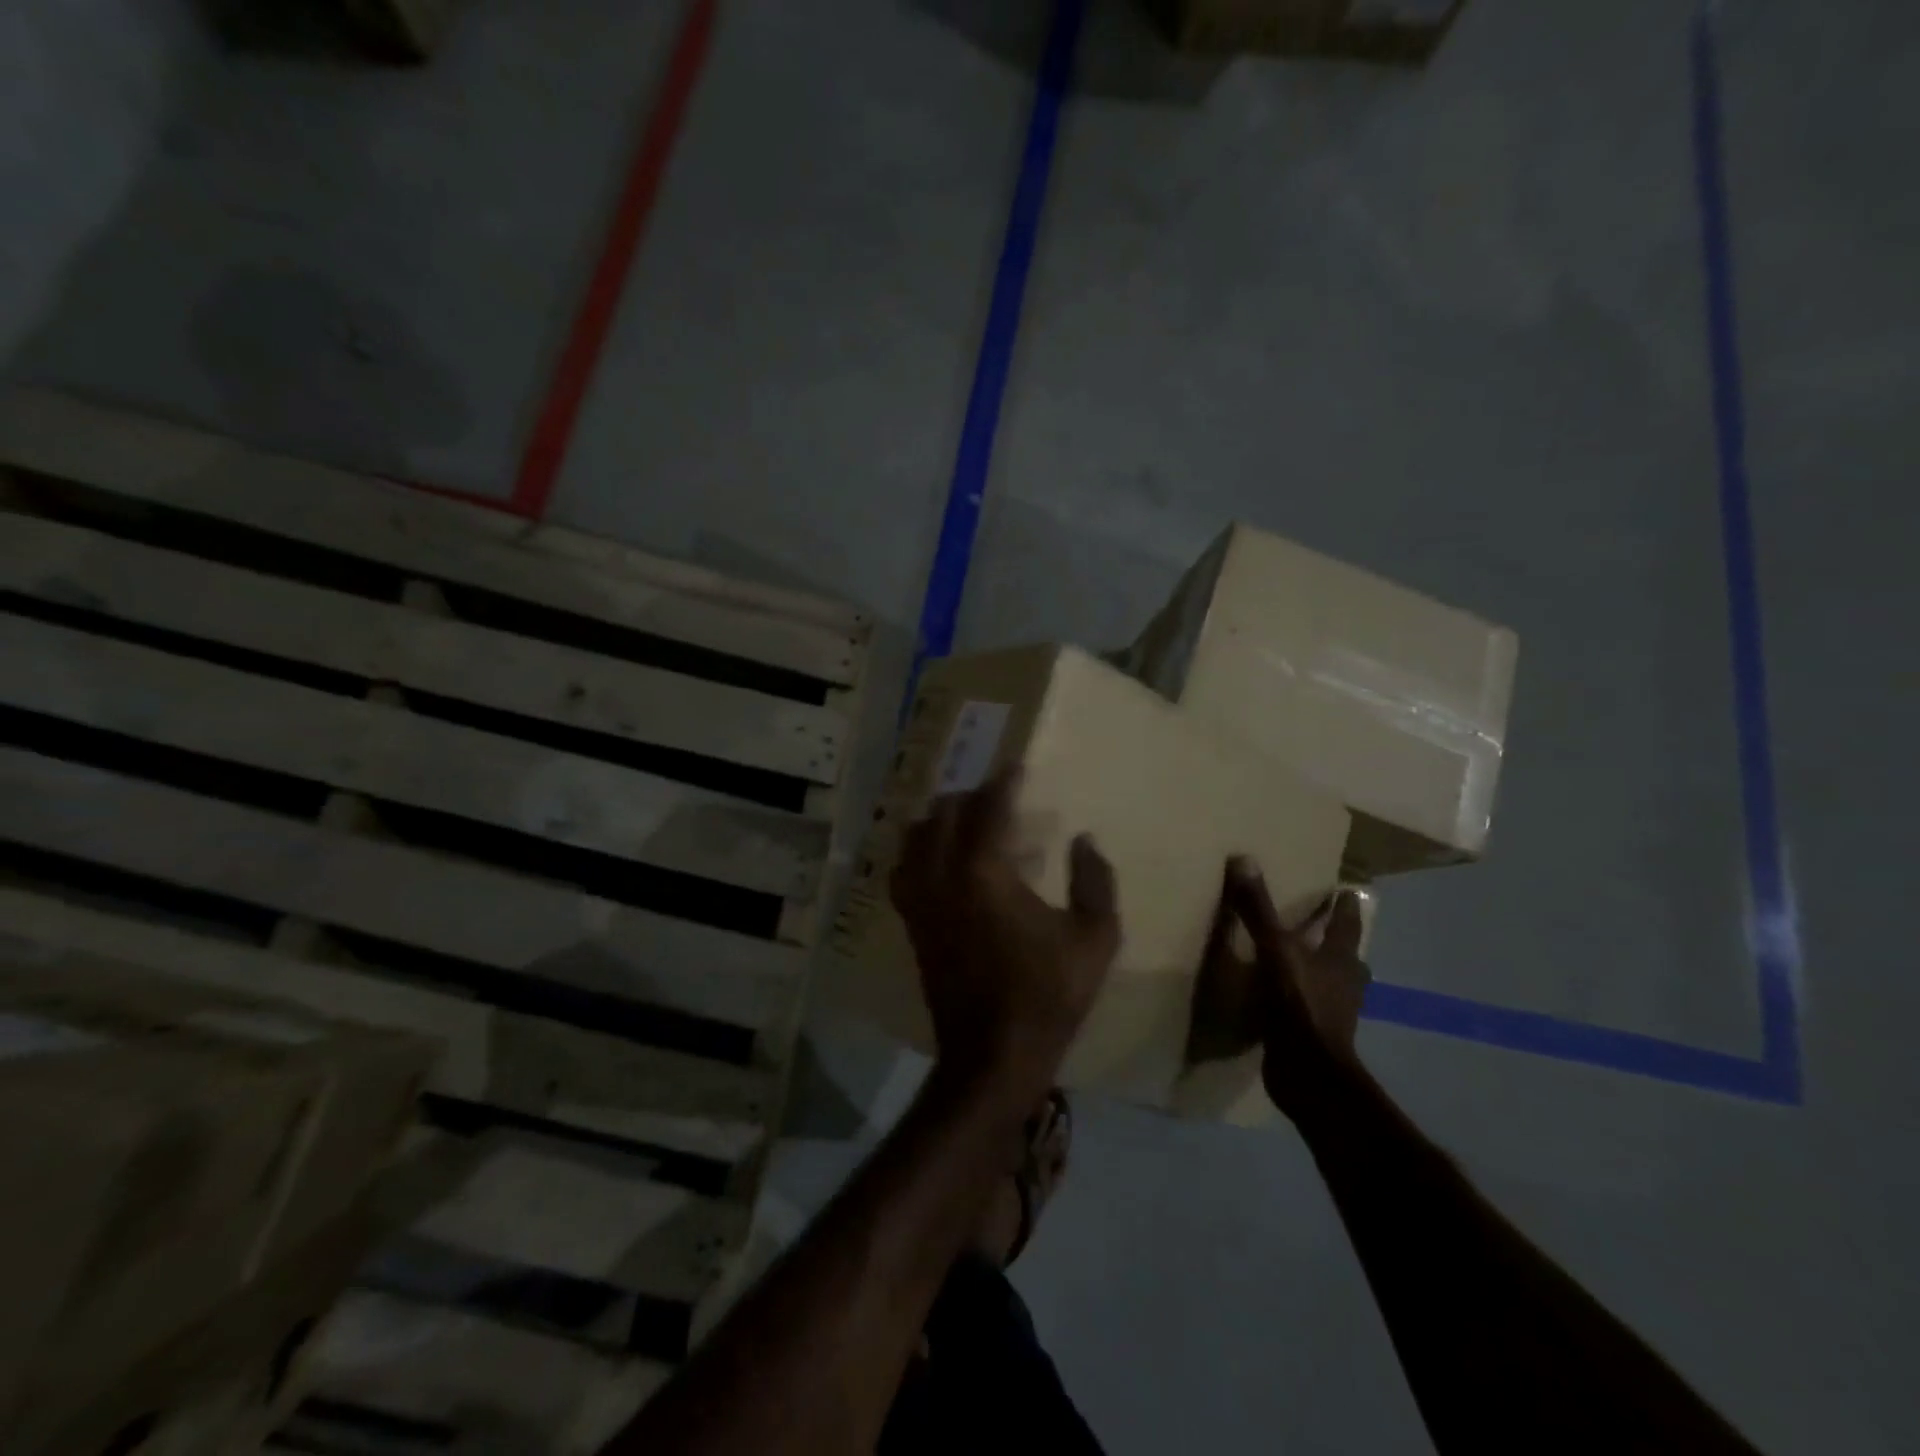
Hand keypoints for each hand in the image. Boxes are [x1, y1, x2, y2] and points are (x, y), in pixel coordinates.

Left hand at [889, 765, 1120, 1093]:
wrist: (993, 1055)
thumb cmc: (1048, 995)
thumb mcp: (1095, 939)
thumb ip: (1095, 881)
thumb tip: (1083, 840)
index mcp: (985, 872)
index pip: (989, 807)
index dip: (1004, 782)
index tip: (1017, 768)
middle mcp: (943, 876)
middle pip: (946, 813)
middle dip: (972, 796)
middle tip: (999, 798)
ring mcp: (920, 900)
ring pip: (916, 836)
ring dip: (941, 819)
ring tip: (967, 822)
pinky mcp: (911, 923)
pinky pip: (903, 869)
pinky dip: (919, 850)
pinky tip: (939, 859)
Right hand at [1189, 858, 1370, 1117]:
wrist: (1308, 1073)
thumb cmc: (1299, 1004)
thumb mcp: (1274, 949)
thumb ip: (1257, 909)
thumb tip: (1243, 858)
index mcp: (1341, 958)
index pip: (1347, 924)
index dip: (1345, 906)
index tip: (1346, 890)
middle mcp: (1344, 983)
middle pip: (1346, 955)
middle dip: (1336, 940)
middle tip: (1319, 923)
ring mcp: (1333, 1012)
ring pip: (1331, 982)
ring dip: (1319, 970)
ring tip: (1297, 958)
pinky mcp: (1315, 1034)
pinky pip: (1309, 1005)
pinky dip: (1299, 996)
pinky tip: (1279, 994)